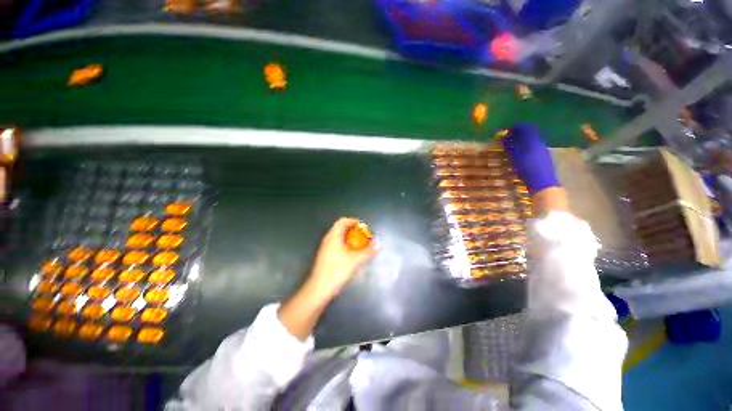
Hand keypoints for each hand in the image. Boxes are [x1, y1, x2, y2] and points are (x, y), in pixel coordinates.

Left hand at [307, 218, 377, 298]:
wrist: (319, 289)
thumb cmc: (337, 271)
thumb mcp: (355, 261)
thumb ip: (367, 251)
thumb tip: (378, 244)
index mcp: (333, 236)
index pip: (343, 221)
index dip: (354, 221)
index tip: (363, 228)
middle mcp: (328, 239)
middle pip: (341, 228)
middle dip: (354, 231)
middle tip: (364, 237)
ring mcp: (325, 248)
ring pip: (338, 237)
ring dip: (350, 239)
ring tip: (360, 246)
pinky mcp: (324, 256)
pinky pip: (336, 245)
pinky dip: (345, 245)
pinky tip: (352, 255)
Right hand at [500, 124, 559, 194]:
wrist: (543, 183)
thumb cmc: (527, 168)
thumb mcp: (515, 157)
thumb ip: (510, 147)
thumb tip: (504, 140)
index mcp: (533, 140)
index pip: (526, 128)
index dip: (516, 128)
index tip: (507, 131)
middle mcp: (540, 143)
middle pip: (529, 135)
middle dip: (518, 136)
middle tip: (508, 140)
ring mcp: (543, 151)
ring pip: (531, 142)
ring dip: (522, 143)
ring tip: (512, 149)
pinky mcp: (544, 158)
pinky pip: (533, 149)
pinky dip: (526, 149)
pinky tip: (520, 156)